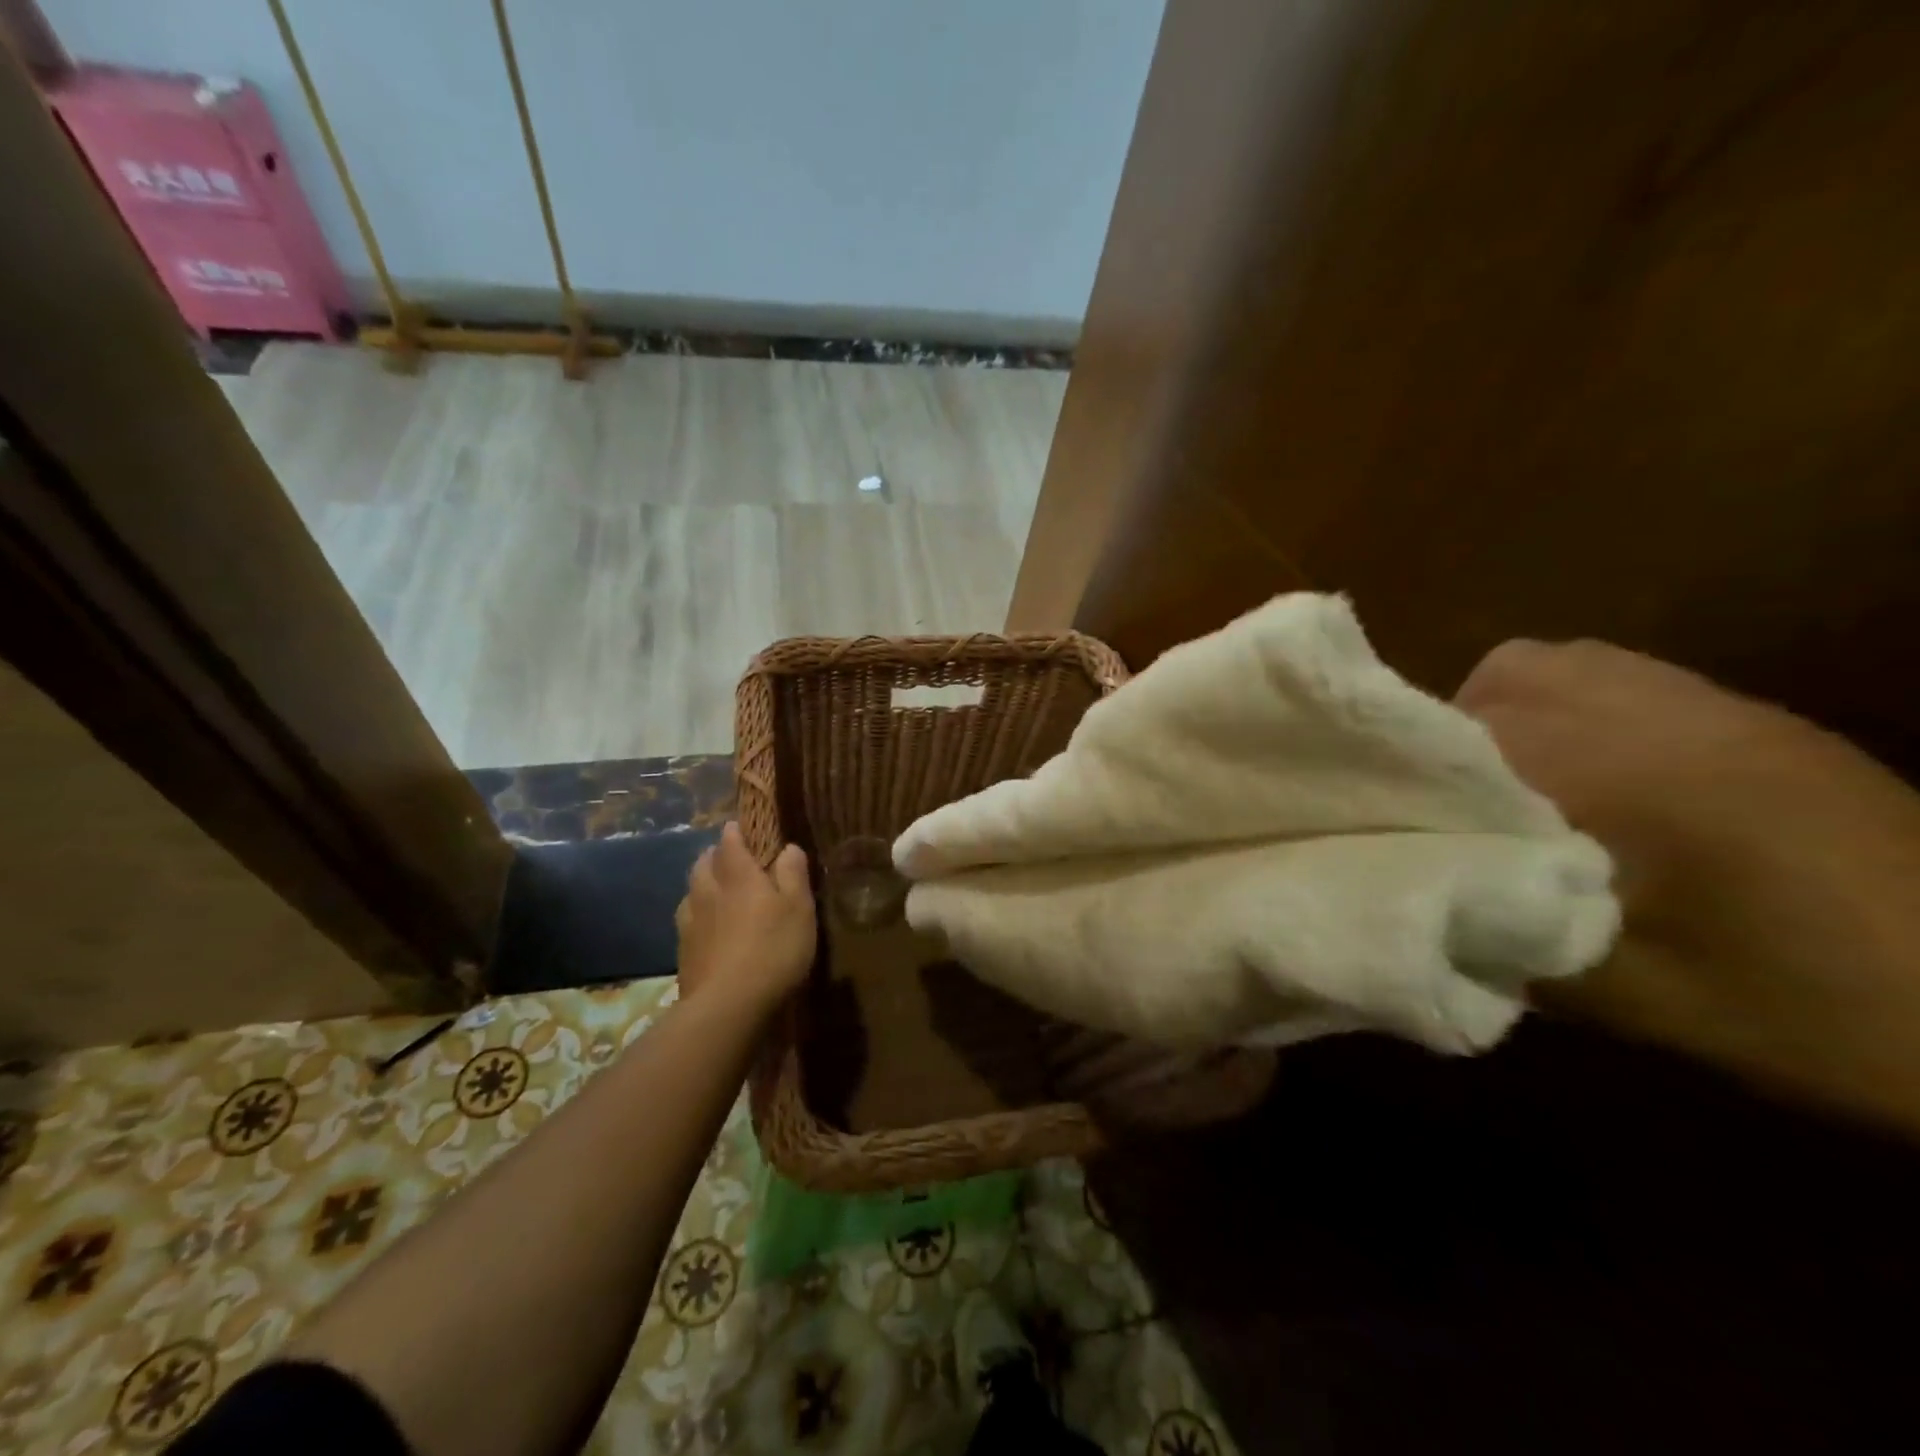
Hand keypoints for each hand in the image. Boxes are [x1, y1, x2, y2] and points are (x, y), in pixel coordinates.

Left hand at [674, 823, 814, 1012]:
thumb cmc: (774, 950)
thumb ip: (793, 875)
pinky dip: (695, 914)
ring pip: (690, 891)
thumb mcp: (799, 909)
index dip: (734, 833)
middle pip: (703, 864)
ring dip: (700, 884)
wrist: (728, 1005)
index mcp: (739, 877)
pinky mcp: (683, 952)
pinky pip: (687, 920)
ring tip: (712, 888)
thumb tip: (788, 847)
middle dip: (713, 856)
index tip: (737, 827)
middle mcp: (709, 892)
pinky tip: (704, 926)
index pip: (730, 843)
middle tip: (725, 856)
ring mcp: (691, 922)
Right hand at [1457, 638, 1919, 1133]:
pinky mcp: (1749, 714)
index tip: (1392, 818)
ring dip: (1507, 715)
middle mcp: (1657, 713)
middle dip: (1453, 740)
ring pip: (1551, 664)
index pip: (1465, 735)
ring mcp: (1710, 703)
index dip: (1411, 770)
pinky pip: (1612, 673)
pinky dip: (1566, 708)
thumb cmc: (1821, 1008)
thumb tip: (1415, 903)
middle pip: (1499, 681)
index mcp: (1627, 774)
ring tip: (1509, 785)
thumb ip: (1508, 936)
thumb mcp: (1636, 999)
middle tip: (1453, 810)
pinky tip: (1586, 775)